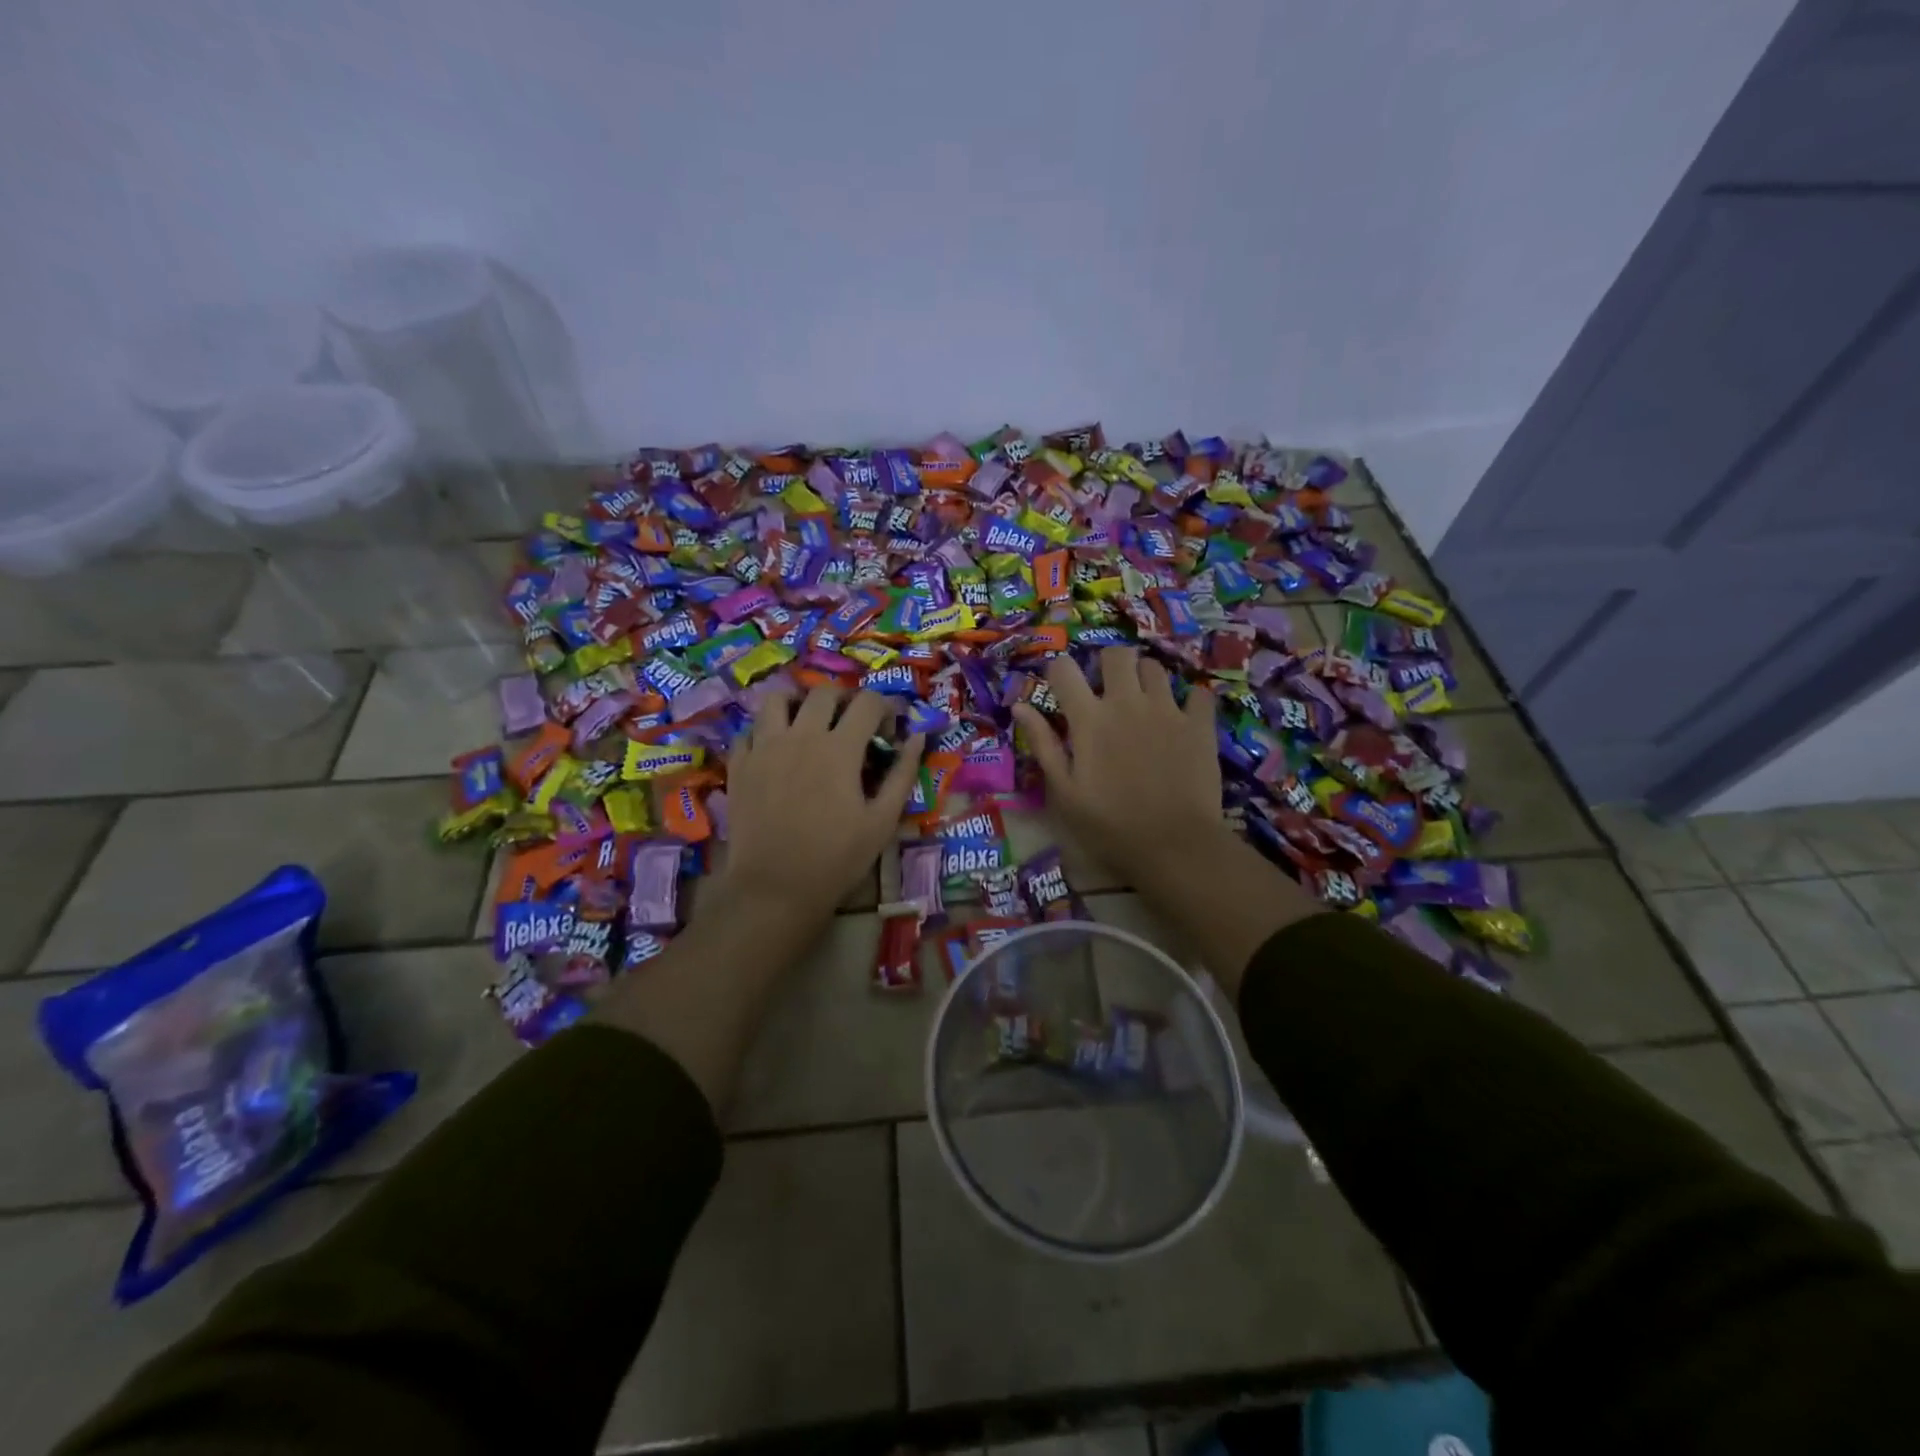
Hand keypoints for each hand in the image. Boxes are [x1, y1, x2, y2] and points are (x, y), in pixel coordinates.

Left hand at [719, 686, 925, 921]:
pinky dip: (766, 730)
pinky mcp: (740, 765)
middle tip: (852, 725)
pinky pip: (750, 730)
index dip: (885, 708)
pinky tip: (777, 749)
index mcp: (840, 748)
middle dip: (845, 700)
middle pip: (824, 693)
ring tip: (808, 724)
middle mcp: (801, 736)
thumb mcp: (882, 821)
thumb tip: (916, 739)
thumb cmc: (836, 858)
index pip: (868, 702)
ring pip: (778, 699)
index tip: (888, 731)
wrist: (775, 888)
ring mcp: (764, 747)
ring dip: (799, 704)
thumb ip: (902, 774)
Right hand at [1012, 647, 1229, 882]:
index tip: (1061, 688)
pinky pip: (1197, 694)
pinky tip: (1183, 718)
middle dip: (1107, 664)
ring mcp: (1167, 710)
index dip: (1058, 672)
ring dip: (1144, 679)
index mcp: (1089, 719)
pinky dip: (1189, 701)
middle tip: (1107, 689)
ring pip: (1155, 668)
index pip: (1064, 669)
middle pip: (1116, 655)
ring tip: (1143, 702)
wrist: (1174, 846)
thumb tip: (1020, 706)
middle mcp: (1127, 703)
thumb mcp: (1064, 792)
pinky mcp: (1199, 725)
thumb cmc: (1109, 825)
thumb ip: (1043, 744)